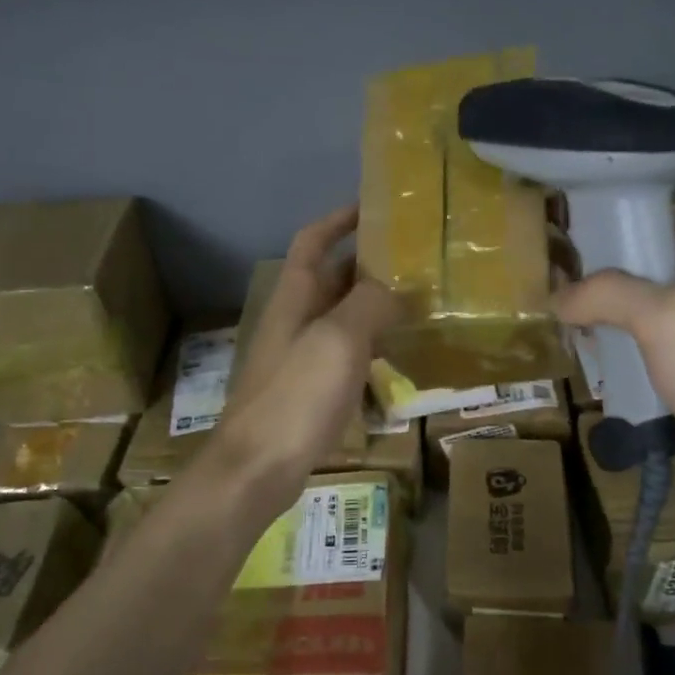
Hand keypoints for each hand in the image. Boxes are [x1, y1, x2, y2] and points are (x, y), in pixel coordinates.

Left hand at [212, 205, 398, 504]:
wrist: (257, 468)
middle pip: (330, 279)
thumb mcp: (338, 339)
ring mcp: (299, 358)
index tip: (374, 207)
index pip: (313, 241)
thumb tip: (394, 287)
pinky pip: (344, 356)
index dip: (339, 220)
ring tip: (417, 302)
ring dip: (372, 306)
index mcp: (294, 297)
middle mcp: (293, 320)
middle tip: (414, 259)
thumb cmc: (296, 395)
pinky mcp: (308, 392)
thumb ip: (368, 303)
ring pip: (340, 318)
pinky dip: (370, 347)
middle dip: (366, 263)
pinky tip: (397, 357)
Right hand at [553, 211, 674, 521]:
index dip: (621, 219)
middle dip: (603, 273)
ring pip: (645, 315)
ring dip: (607, 318)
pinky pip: (649, 356)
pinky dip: (620, 355)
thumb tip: (559, 297)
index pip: (666, 221)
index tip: (572, 230)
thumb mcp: (667, 317)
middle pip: (651, 268)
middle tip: (554, 279)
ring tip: (561, 320)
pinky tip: (590, 361)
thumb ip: (609, 294)